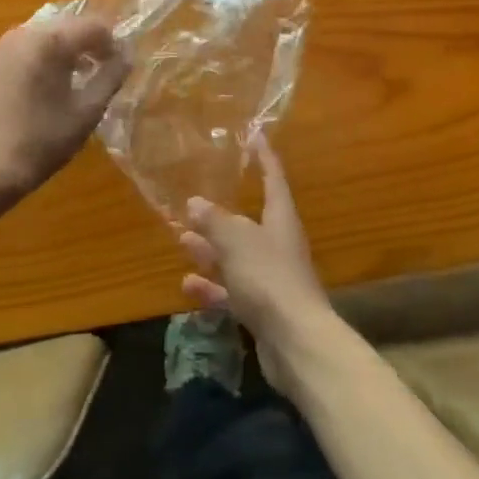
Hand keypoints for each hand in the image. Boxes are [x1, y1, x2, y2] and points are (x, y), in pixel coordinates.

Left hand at [0, 16, 127, 203]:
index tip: (117, 66)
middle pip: (63, 27)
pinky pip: (15, 55)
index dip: (111, 43)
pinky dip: (32, 64)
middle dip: (84, 45)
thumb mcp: (87, 111)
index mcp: (50, 41)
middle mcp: (20, 36)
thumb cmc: (43, 141)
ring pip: (37, 39)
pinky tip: (34, 94)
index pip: (93, 26)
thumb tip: (126, 56)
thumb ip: (111, 77)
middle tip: (96, 72)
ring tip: (66, 82)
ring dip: (57, 53)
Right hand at [178, 135, 333, 396]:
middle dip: (223, 212)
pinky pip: (232, 290)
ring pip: (236, 257)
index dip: (264, 157)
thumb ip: (214, 221)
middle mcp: (278, 244)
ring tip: (182, 237)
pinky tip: (187, 284)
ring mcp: (271, 278)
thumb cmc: (269, 278)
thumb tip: (195, 202)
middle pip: (249, 221)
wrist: (296, 342)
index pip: (274, 178)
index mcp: (281, 219)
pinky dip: (212, 286)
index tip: (255, 135)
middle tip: (196, 199)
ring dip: (211, 249)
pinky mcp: (262, 309)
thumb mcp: (236, 242)